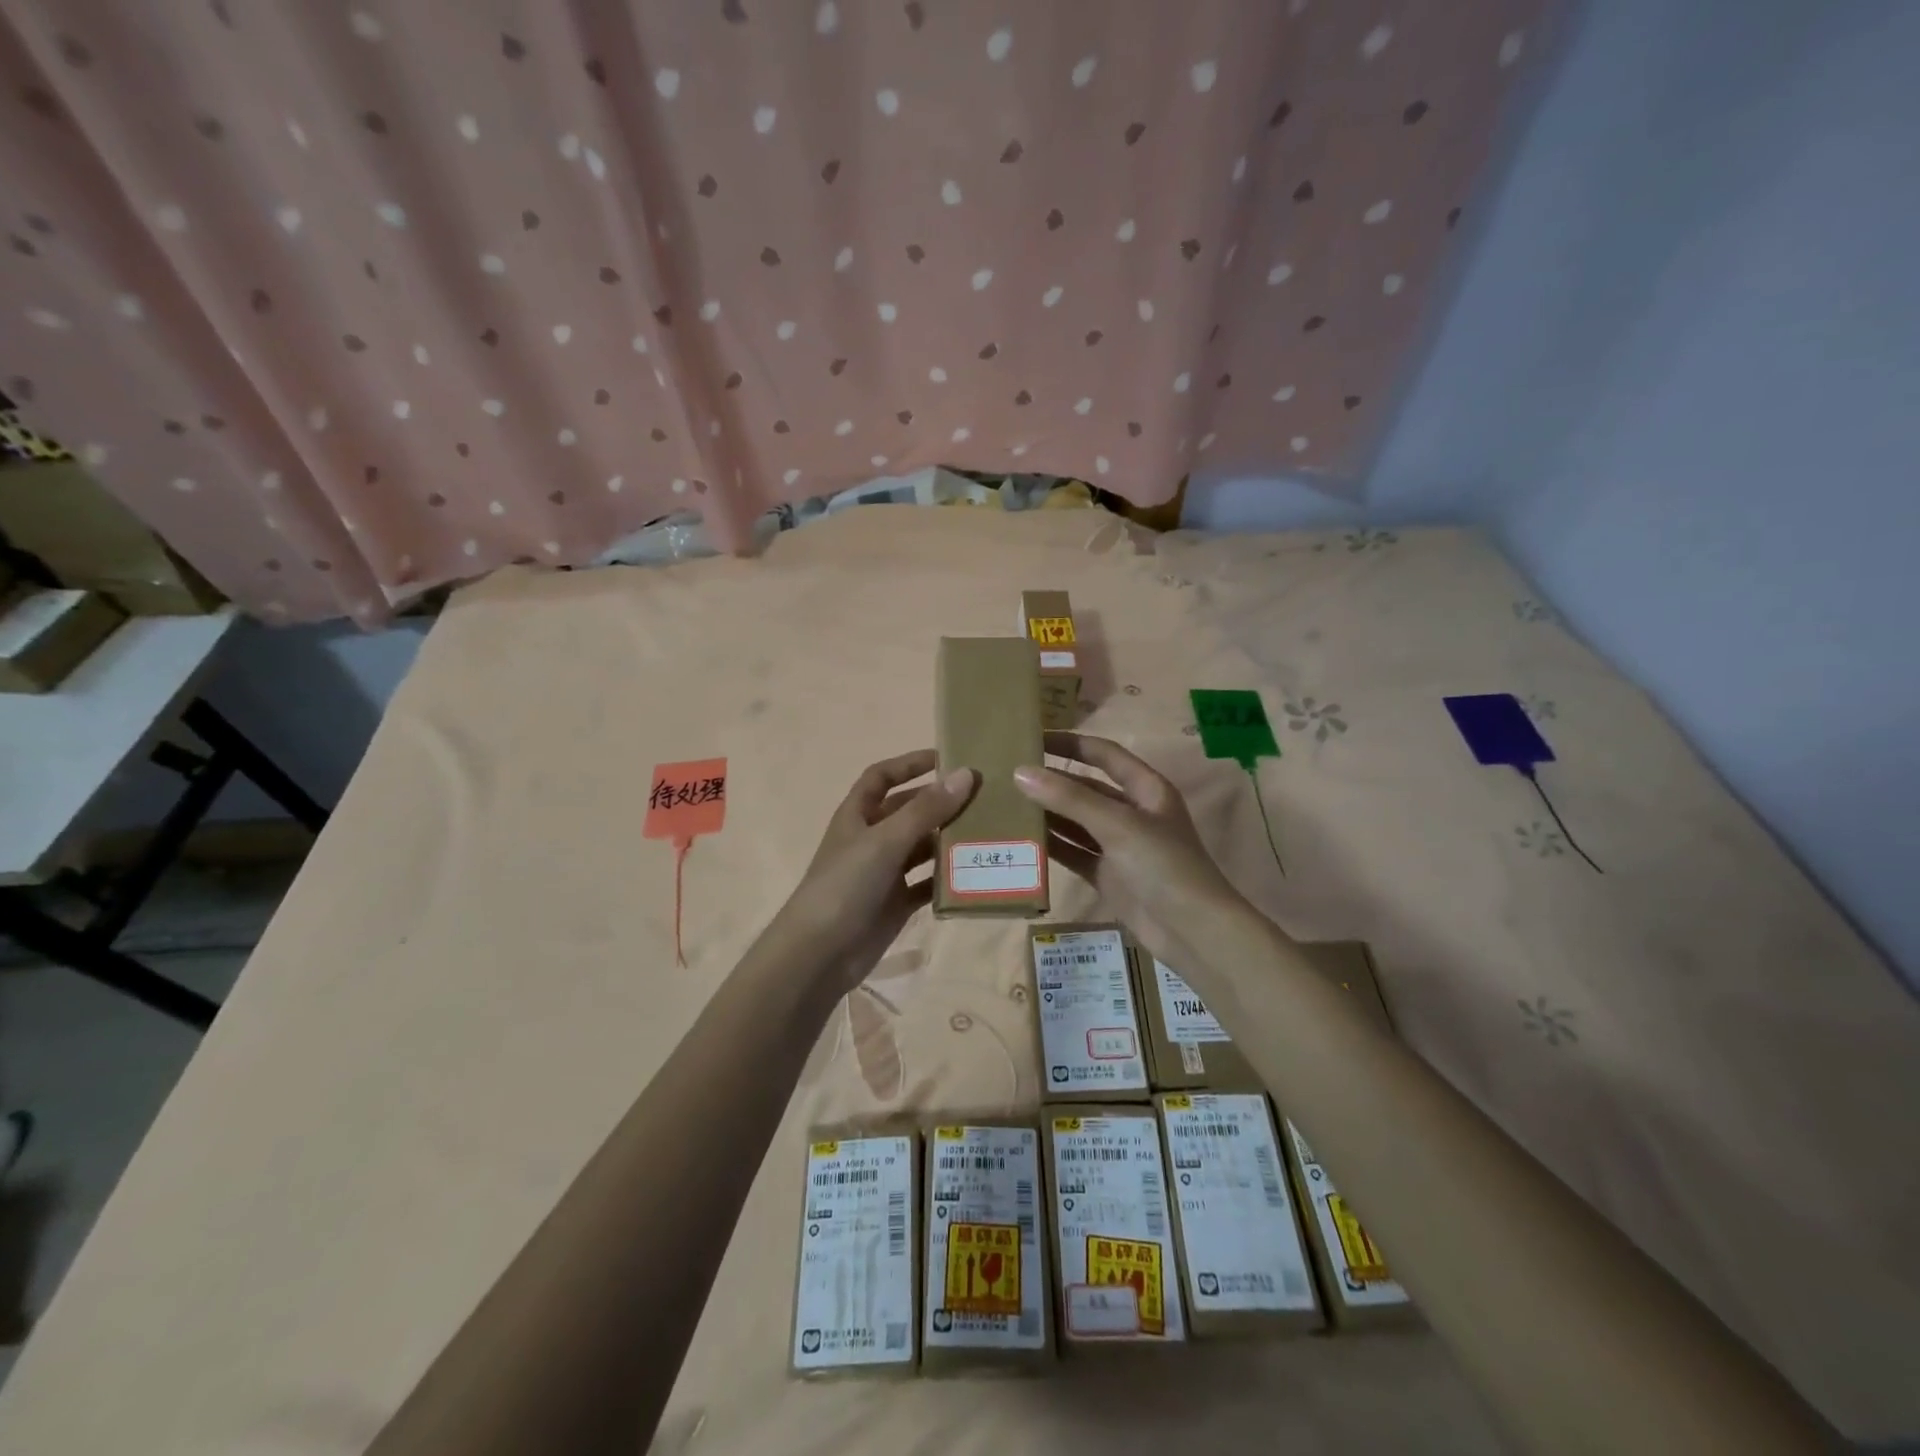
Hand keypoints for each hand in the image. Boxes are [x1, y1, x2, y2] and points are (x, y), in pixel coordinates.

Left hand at [768, 751, 976, 996]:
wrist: (819, 954)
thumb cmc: (846, 885)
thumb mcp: (886, 841)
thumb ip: (926, 809)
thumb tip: (965, 775)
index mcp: (857, 815)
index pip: (881, 777)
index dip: (909, 764)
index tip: (946, 758)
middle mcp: (871, 839)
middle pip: (908, 811)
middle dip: (939, 802)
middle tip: (982, 797)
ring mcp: (883, 873)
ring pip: (921, 847)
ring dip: (948, 839)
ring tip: (988, 831)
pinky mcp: (896, 903)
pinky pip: (927, 884)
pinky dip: (948, 878)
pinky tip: (976, 874)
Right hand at [1014, 732, 1249, 970]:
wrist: (1192, 932)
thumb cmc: (1163, 865)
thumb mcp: (1117, 824)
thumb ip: (1069, 798)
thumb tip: (1021, 773)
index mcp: (1146, 789)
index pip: (1103, 754)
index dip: (1070, 744)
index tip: (1032, 738)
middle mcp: (1132, 812)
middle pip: (1085, 788)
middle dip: (1051, 780)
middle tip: (1007, 774)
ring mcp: (1118, 845)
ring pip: (1075, 822)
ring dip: (1046, 814)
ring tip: (1005, 804)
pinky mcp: (1107, 875)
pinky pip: (1073, 853)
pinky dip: (1050, 846)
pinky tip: (1020, 839)